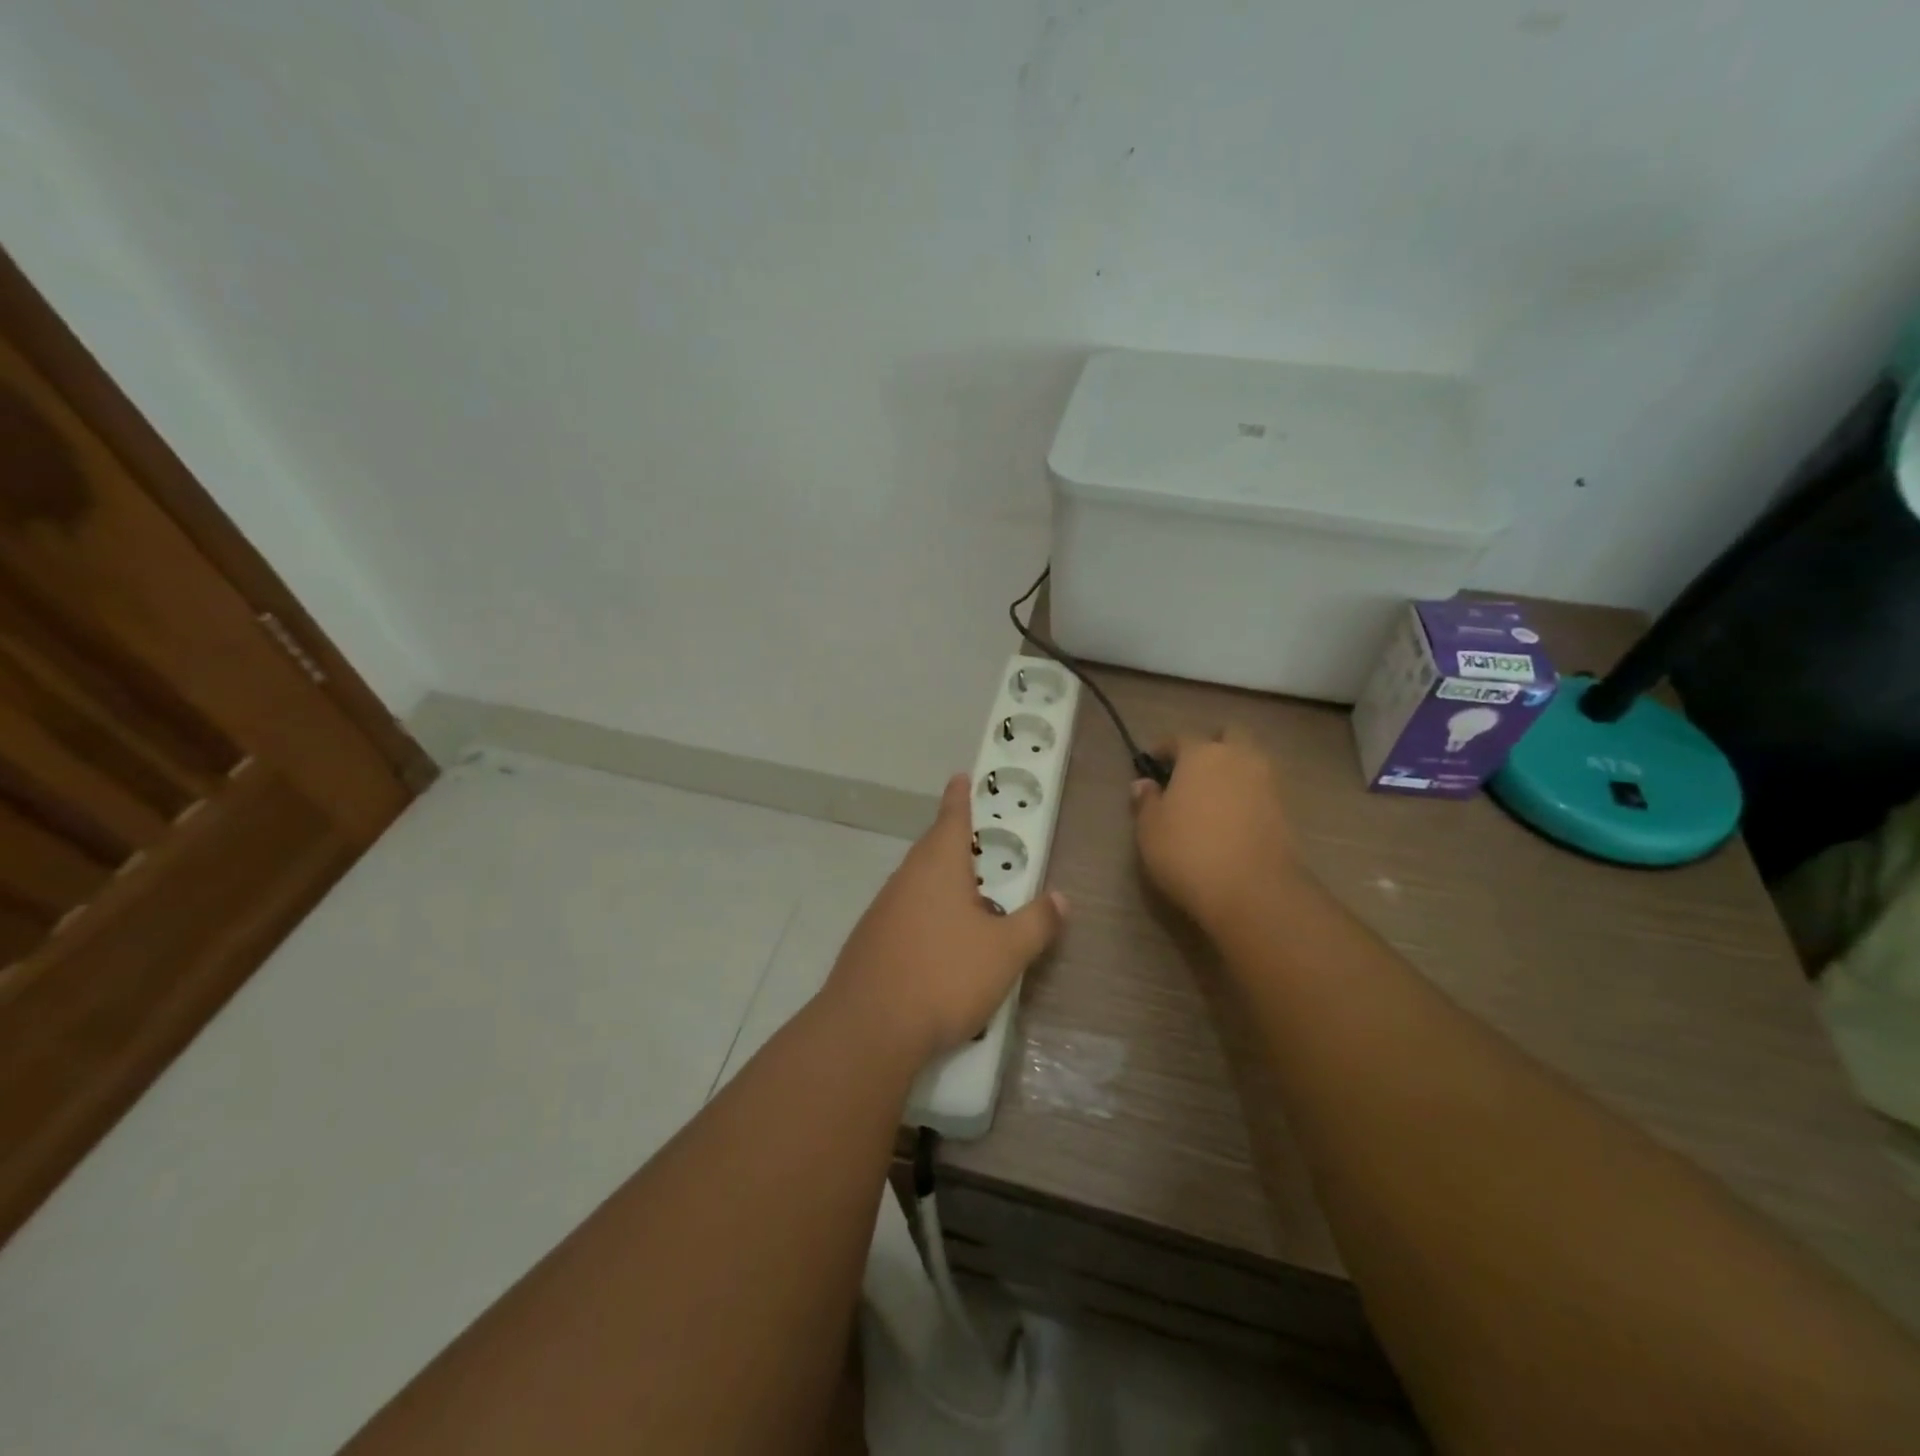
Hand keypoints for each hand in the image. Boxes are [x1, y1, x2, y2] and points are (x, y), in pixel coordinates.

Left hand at [822, 774, 1066, 1063]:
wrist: (869, 1028)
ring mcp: (883, 910)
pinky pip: (906, 913)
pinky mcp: (871, 942)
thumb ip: (1036, 922)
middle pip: (932, 849)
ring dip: (942, 882)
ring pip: (918, 883)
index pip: (952, 818)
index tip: (960, 776)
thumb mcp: (1005, 952)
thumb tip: (1061, 898)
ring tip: (968, 896)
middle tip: (977, 841)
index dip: (960, 798)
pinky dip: (927, 914)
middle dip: (954, 841)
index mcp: (938, 866)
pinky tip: (941, 943)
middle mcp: (906, 879)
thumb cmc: (944, 975)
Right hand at [1129, 727, 1300, 935]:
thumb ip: (1147, 801)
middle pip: (1229, 736)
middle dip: (1213, 745)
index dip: (1165, 749)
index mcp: (1201, 754)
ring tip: (1214, 794)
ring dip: (1234, 768)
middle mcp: (1238, 758)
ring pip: (1251, 759)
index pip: (1180, 738)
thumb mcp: (1150, 829)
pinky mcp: (1286, 809)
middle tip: (1194, 768)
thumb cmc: (1188, 852)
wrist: (1252, 890)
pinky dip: (1248, 793)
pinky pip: (1262, 788)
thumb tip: (1144, 784)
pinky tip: (1233, 815)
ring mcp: (1267, 782)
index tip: (1153, 762)